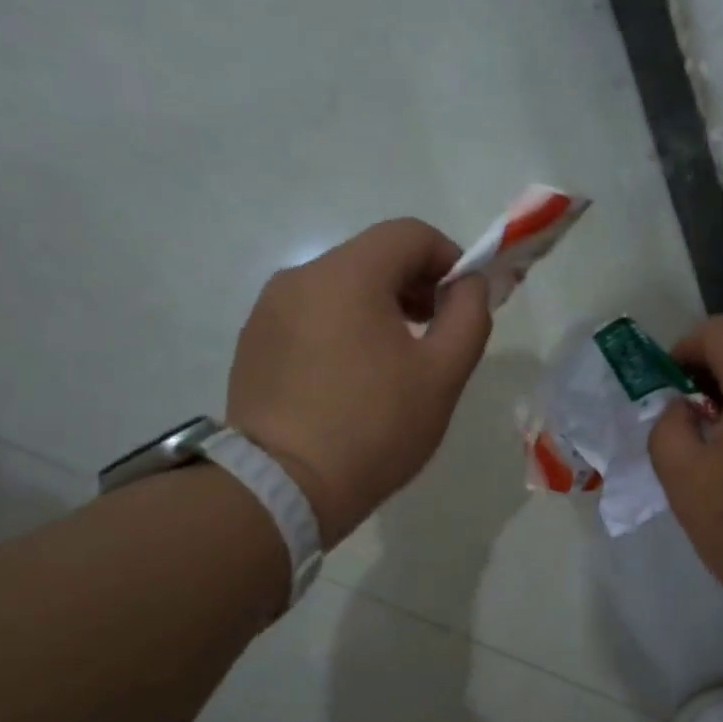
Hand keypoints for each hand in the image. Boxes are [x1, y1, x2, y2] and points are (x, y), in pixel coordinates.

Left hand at [227, 219, 491, 546]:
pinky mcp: (253, 344)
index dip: (450, 259)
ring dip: (378, 310)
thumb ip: (469, 316)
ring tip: (394, 365)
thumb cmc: (374, 428)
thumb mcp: (442, 374)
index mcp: (348, 274)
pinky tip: (351, 382)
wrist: (283, 487)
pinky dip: (342, 331)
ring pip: (340, 289)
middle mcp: (301, 276)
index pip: (410, 234)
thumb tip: (469, 284)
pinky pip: (310, 318)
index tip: (464, 304)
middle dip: (415, 286)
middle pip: (372, 258)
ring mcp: (269, 310)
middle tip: (435, 336)